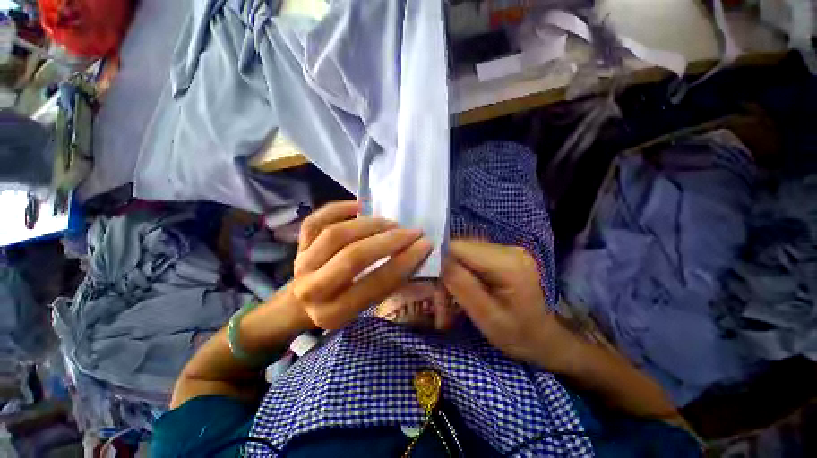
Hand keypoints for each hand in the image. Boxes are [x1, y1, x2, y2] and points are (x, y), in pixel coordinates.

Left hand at [287, 201, 432, 329]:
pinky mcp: (297, 244)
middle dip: (389, 240)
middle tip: (411, 231)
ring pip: (336, 234)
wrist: (302, 303)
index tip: (425, 244)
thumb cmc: (342, 304)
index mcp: (335, 313)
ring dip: (369, 225)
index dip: (404, 262)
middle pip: (353, 256)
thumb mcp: (366, 306)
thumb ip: (388, 283)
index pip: (376, 283)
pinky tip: (359, 206)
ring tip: (391, 223)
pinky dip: (338, 209)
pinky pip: (315, 220)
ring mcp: (302, 263)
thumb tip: (416, 254)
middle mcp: (313, 289)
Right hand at [442, 240, 575, 370]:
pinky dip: (465, 267)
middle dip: (448, 267)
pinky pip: (475, 253)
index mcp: (508, 264)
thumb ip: (462, 286)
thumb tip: (440, 261)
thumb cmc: (517, 335)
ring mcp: (509, 249)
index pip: (460, 247)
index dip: (442, 260)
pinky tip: (467, 284)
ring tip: (454, 291)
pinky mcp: (506, 253)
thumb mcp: (486, 317)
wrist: (544, 337)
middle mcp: (509, 249)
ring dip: (455, 267)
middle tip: (443, 293)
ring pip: (466, 249)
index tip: (435, 283)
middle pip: (462, 246)